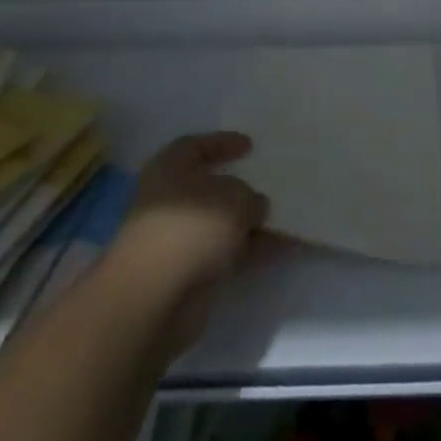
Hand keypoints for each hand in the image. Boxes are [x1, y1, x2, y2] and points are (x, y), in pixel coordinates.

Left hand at [111, 132, 268, 316]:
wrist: (155, 298)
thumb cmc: (193, 227)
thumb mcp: (236, 198)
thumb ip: (251, 197)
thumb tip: (254, 207)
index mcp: (169, 169)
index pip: (195, 146)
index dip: (222, 142)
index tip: (250, 145)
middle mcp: (168, 201)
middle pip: (208, 187)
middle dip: (239, 188)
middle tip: (268, 184)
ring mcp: (176, 240)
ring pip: (219, 224)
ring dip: (248, 222)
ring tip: (285, 219)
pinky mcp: (186, 273)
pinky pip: (225, 253)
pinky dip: (250, 251)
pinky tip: (281, 249)